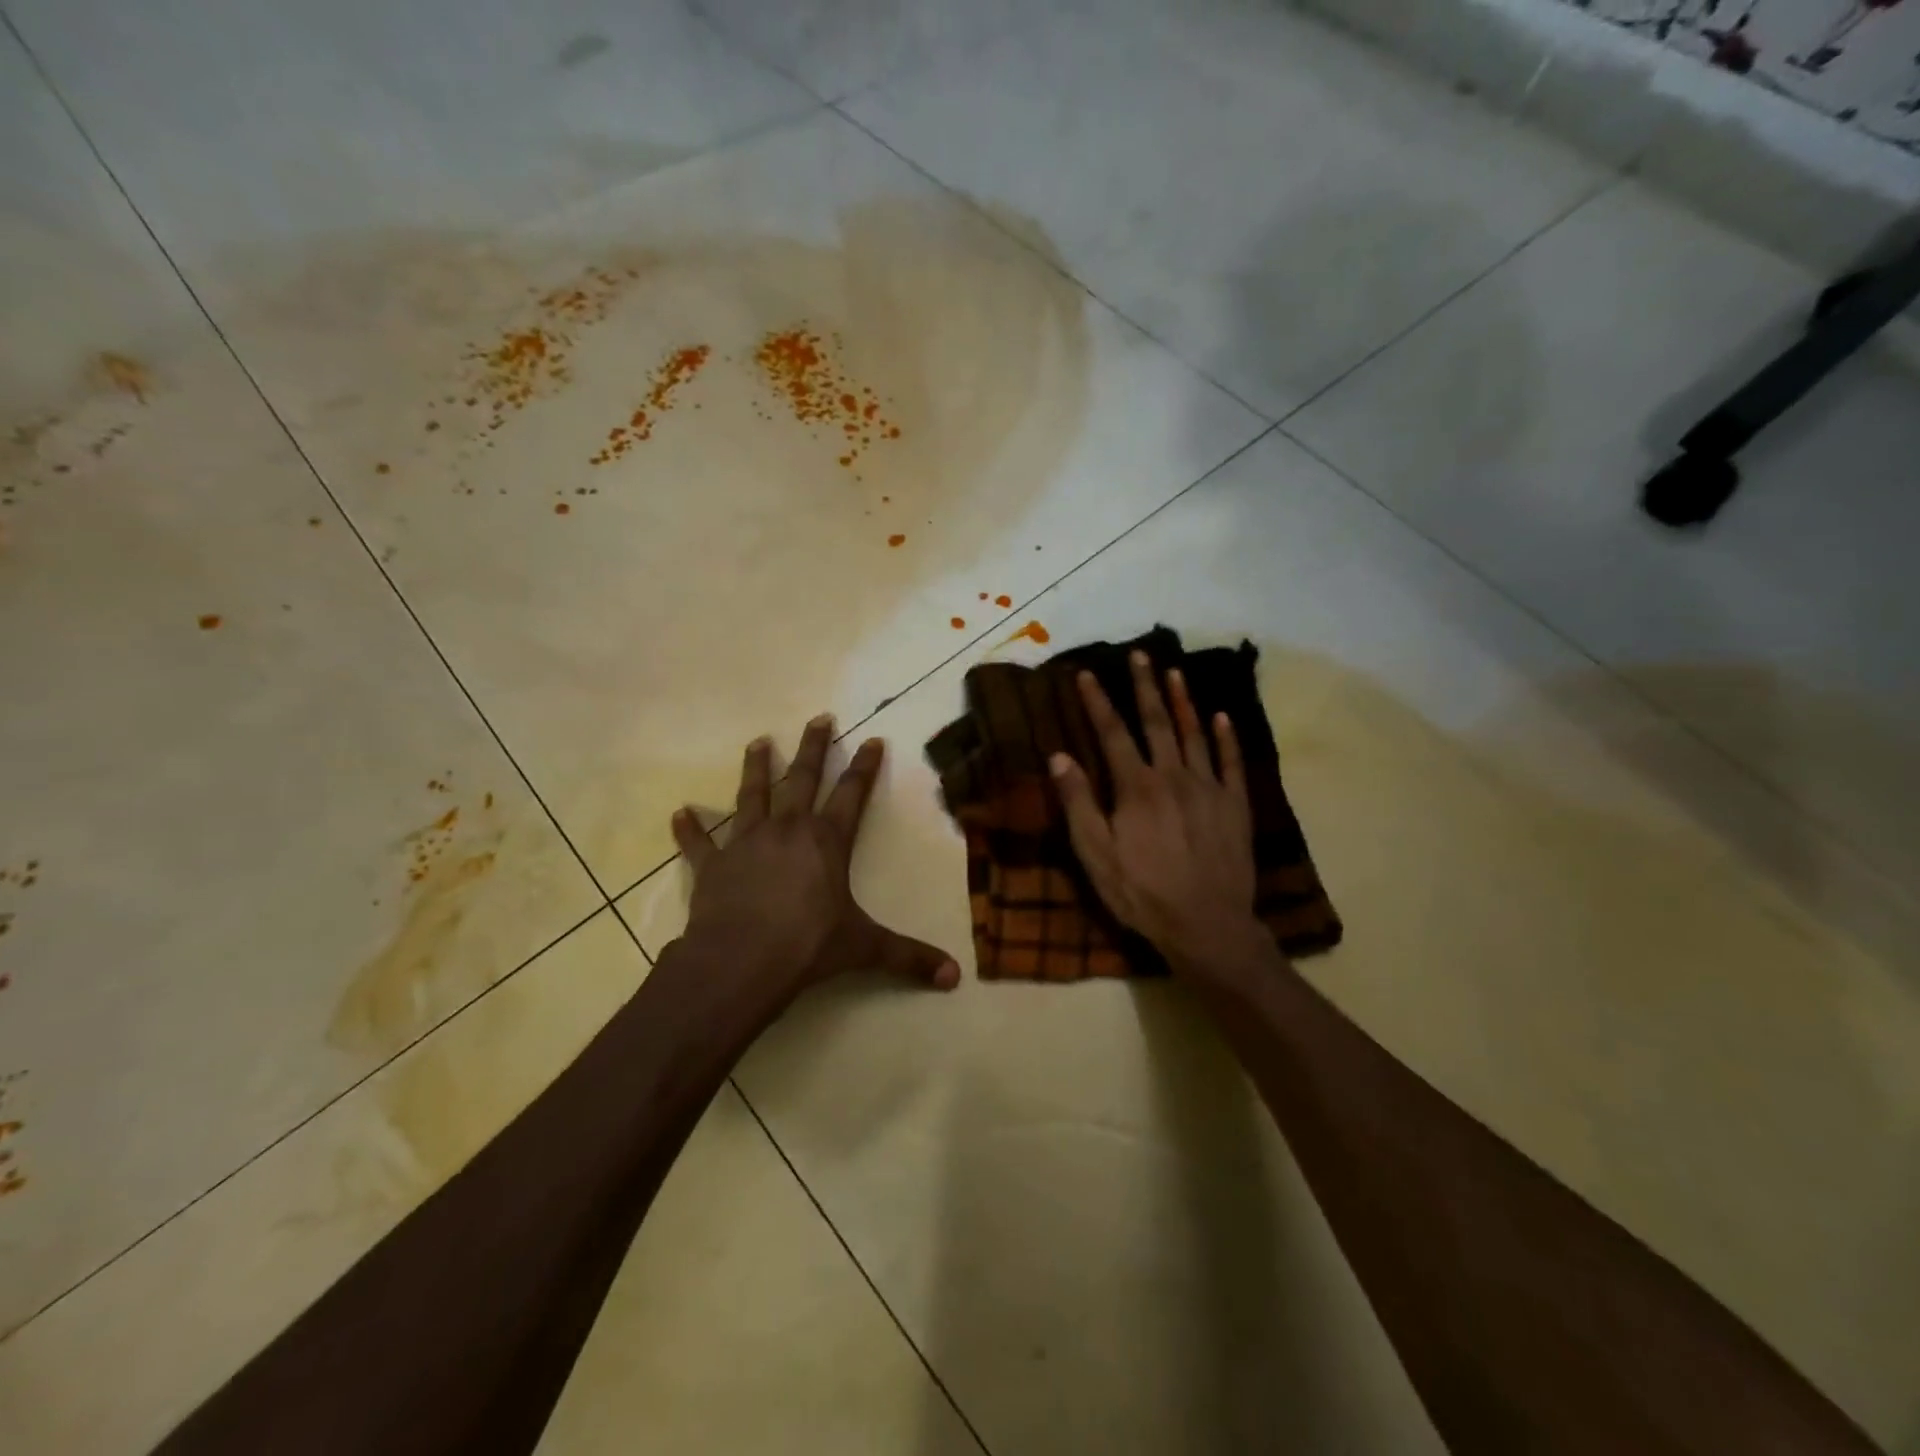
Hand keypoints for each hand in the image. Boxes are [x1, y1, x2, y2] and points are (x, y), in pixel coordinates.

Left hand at [670, 715, 960, 999]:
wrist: (741, 961)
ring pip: (752, 795)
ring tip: (758, 742)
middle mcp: (787, 830)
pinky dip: (690, 829)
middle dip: (813, 748)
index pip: (852, 794)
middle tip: (818, 718)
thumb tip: (956, 978)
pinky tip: (679, 813)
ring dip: (755, 768)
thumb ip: (909, 958)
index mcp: (826, 842)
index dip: (864, 767)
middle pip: (802, 778)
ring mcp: (746, 843)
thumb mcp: (865, 949)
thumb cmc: (808, 947)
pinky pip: (699, 843)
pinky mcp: (713, 865)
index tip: (871, 739)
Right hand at [1049, 652, 1265, 972]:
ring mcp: (1209, 788)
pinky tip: (1222, 717)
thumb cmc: (1142, 893)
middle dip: (1145, 687)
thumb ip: (1079, 803)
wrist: (1207, 925)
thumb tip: (1059, 756)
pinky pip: (1232, 763)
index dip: (1097, 702)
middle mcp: (1173, 776)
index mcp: (1136, 788)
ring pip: (1195, 734)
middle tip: (1140, 655)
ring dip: (1183, 701)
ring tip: (1174, 672)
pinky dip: (1226, 738)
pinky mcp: (1235, 806)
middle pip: (1157, 723)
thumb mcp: (1096, 855)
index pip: (1112, 734)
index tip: (1086, 674)